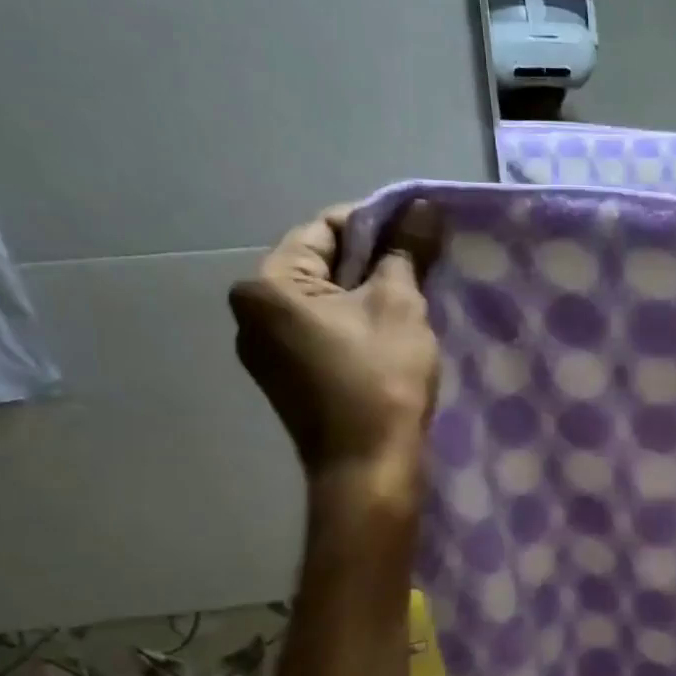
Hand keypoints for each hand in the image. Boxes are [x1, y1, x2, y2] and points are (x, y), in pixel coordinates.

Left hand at [229, 199, 445, 502]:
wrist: (368, 470)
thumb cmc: (381, 381)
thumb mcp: (400, 306)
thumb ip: (407, 251)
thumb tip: (423, 205)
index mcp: (267, 286)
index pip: (324, 228)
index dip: (375, 223)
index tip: (418, 232)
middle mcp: (251, 315)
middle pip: (320, 266)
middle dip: (371, 262)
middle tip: (421, 267)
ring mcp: (265, 353)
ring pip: (323, 303)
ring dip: (364, 296)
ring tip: (410, 302)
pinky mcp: (286, 382)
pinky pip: (321, 334)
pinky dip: (353, 327)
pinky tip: (388, 337)